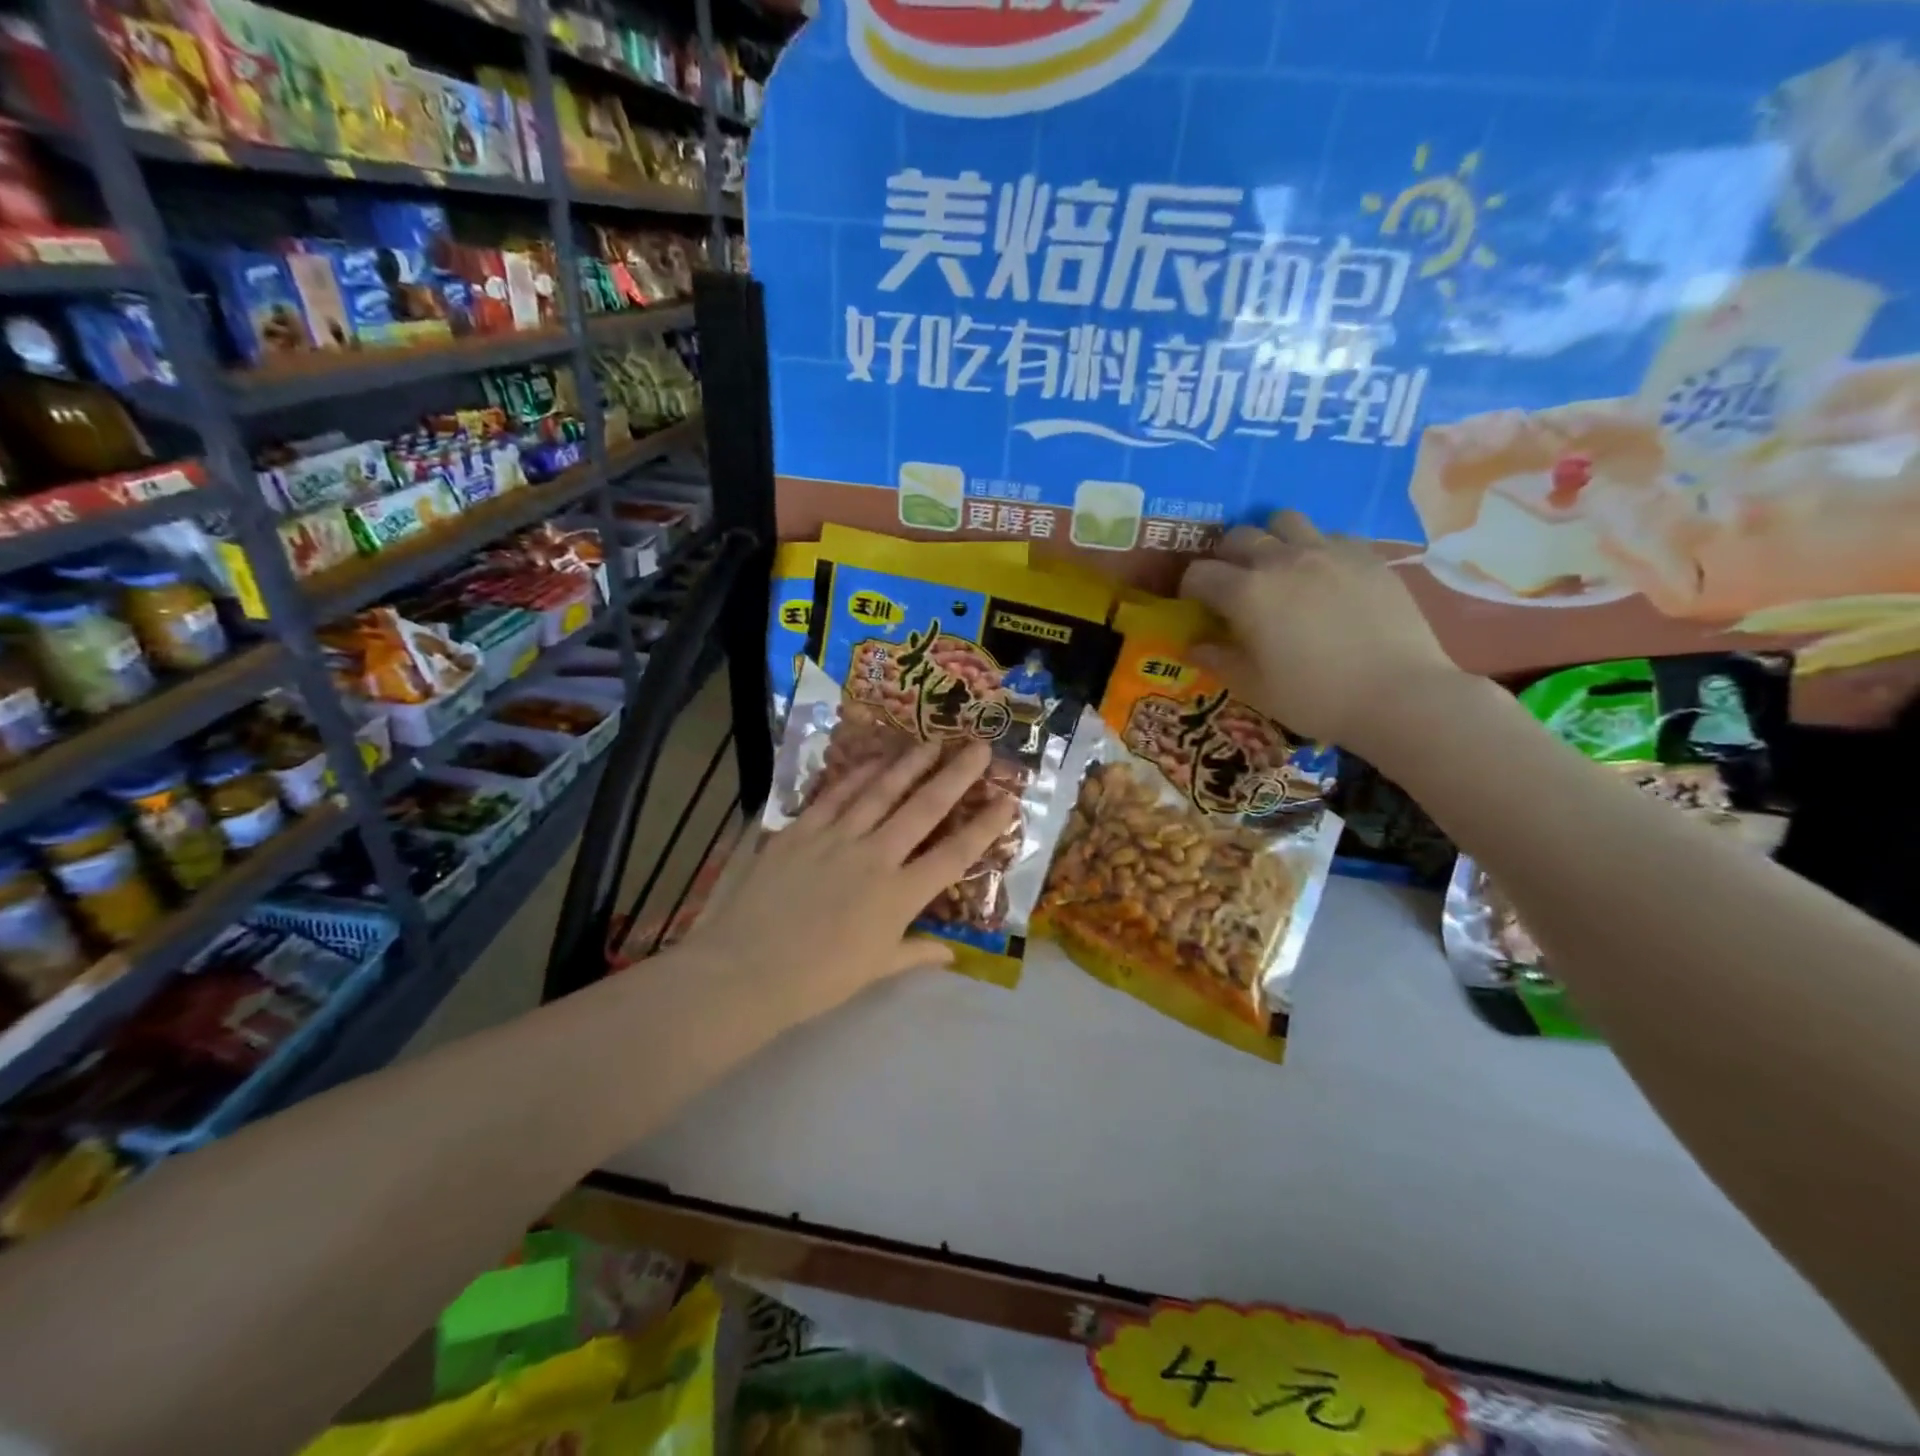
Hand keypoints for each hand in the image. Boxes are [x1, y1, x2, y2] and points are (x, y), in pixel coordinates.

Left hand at [685, 740, 1016, 1012]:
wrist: (745, 971)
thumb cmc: (816, 980)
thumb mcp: (874, 970)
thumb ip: (915, 952)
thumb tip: (951, 954)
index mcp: (899, 896)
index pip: (954, 855)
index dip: (985, 826)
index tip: (1008, 800)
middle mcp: (875, 857)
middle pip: (924, 808)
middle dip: (956, 775)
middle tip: (979, 747)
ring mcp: (836, 837)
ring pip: (881, 791)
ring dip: (910, 763)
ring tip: (932, 742)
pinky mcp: (801, 830)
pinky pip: (836, 794)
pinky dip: (858, 775)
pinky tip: (874, 759)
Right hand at [1179, 511, 1462, 755]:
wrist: (1399, 694)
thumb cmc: (1315, 697)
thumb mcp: (1253, 687)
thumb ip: (1218, 660)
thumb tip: (1193, 646)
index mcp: (1246, 592)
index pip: (1199, 573)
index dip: (1190, 589)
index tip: (1196, 606)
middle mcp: (1281, 559)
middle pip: (1238, 537)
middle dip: (1225, 557)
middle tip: (1232, 586)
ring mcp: (1328, 551)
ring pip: (1284, 521)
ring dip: (1271, 539)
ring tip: (1277, 568)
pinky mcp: (1366, 554)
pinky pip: (1330, 535)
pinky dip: (1315, 548)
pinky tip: (1323, 576)